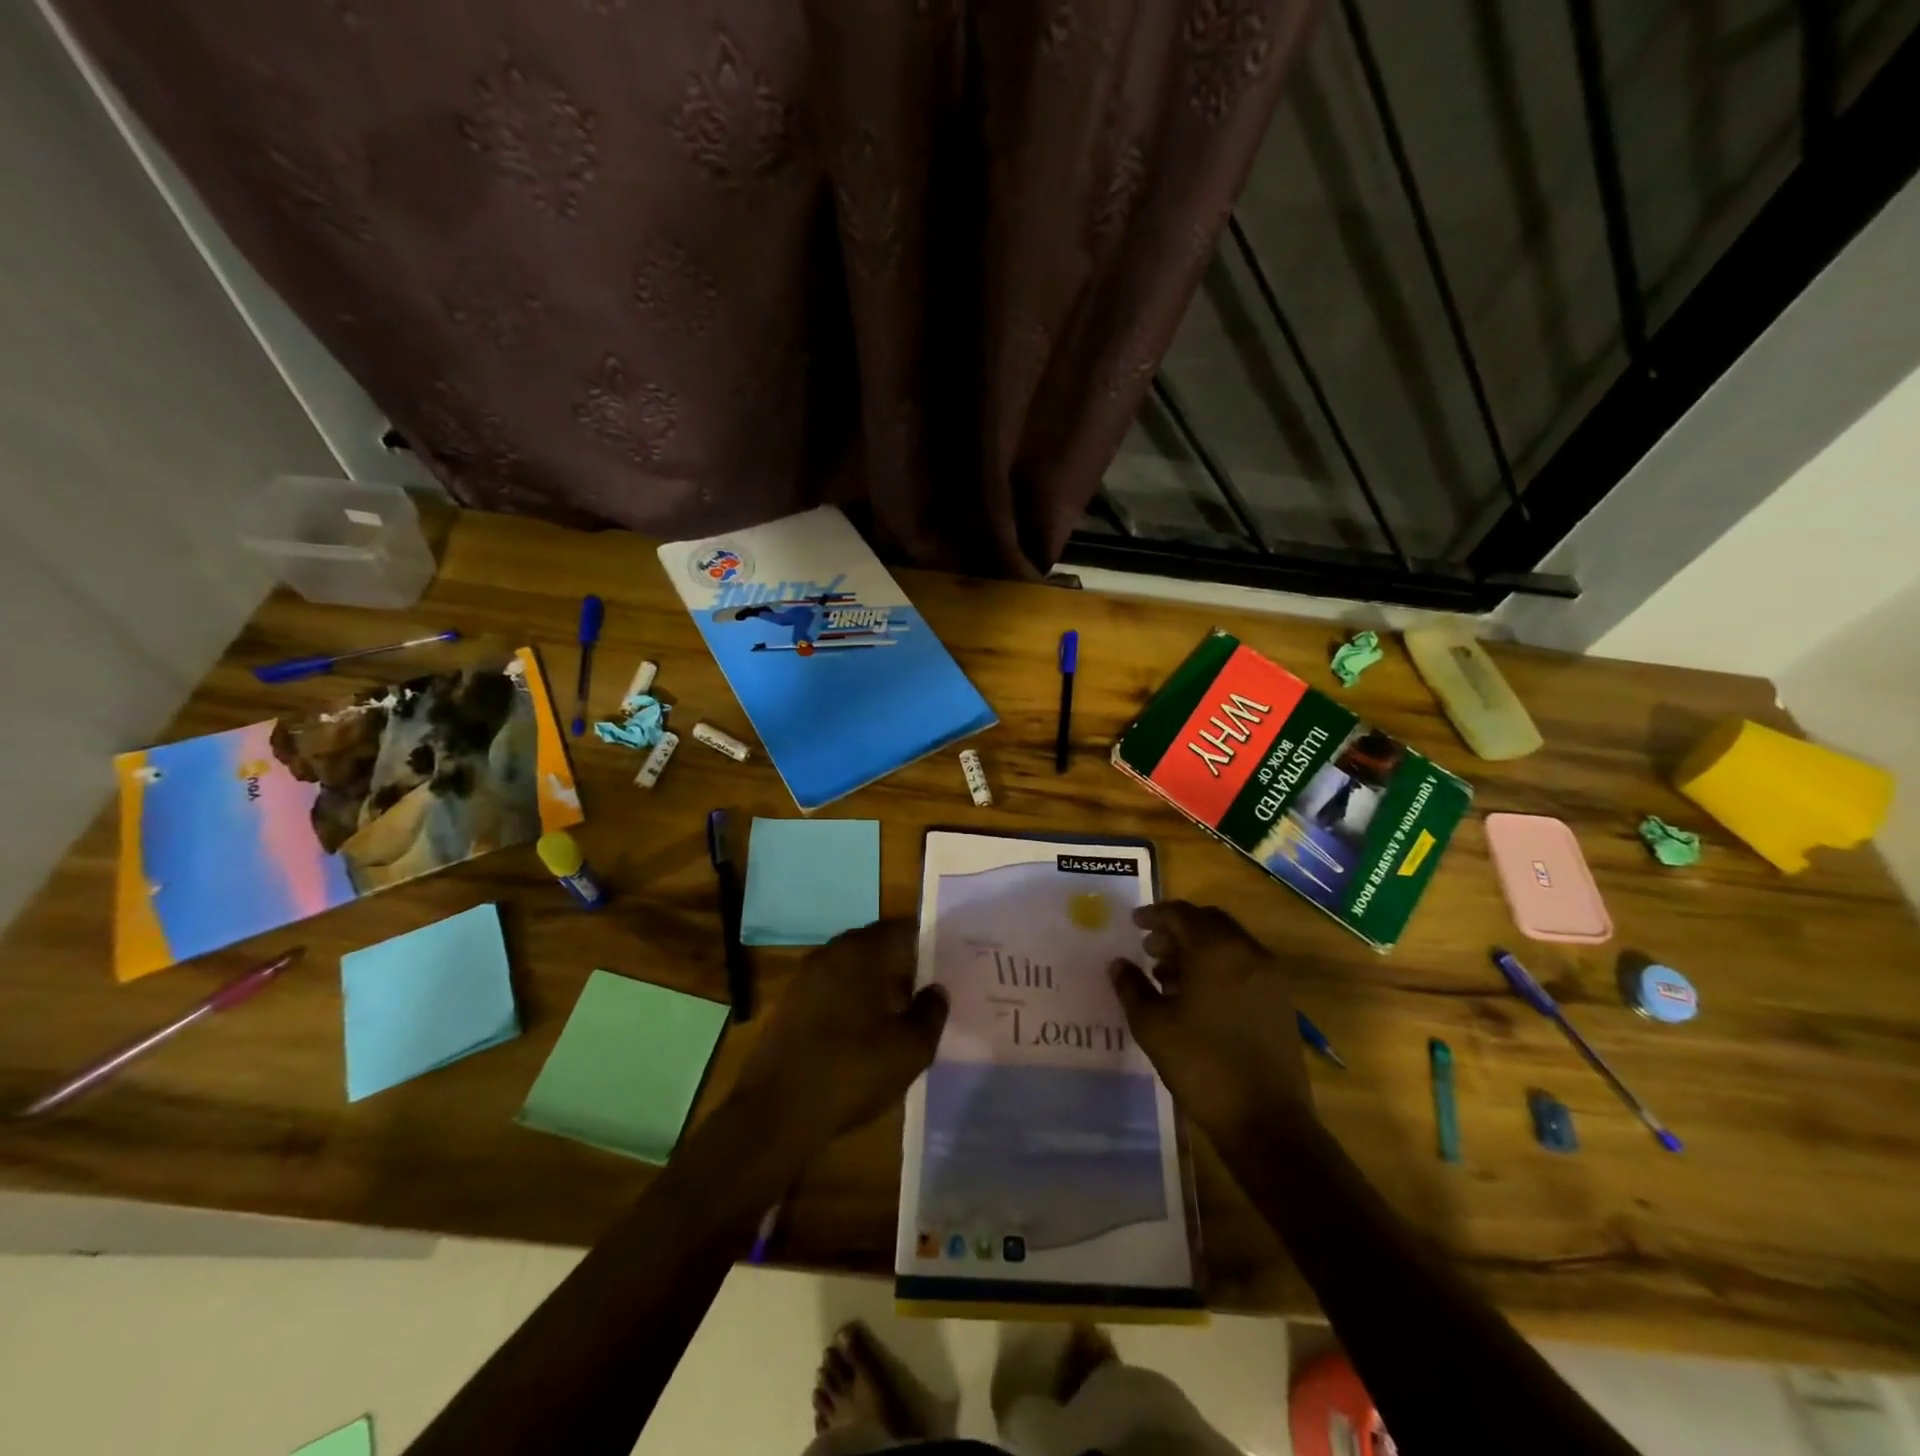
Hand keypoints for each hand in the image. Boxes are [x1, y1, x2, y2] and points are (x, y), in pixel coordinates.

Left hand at [727, 920, 947, 1156]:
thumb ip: (931, 1014)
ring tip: (899, 1016)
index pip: (903, 929)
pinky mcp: (790, 1004)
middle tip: (926, 991)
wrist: (776, 1112)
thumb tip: (936, 991)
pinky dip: (851, 1001)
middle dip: (902, 965)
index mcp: (863, 951)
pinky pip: (832, 989)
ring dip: (875, 985)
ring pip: (853, 968)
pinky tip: (863, 1033)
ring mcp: (806, 978)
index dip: (928, 944)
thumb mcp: (910, 1049)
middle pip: (876, 946)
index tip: (946, 965)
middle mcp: (832, 953)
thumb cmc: (852, 1070)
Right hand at [1110, 901, 1313, 1141]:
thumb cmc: (1202, 1064)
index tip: (1134, 923)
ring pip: (1228, 944)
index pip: (1182, 914)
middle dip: (1177, 930)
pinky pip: (1244, 965)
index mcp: (1216, 950)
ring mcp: (1270, 976)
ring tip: (1167, 976)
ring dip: (1198, 949)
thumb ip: (1132, 987)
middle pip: (1209, 923)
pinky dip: (1219, 967)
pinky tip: (1197, 997)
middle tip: (1150, 948)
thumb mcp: (1153, 1025)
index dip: (1154, 915)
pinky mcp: (1280, 1001)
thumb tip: (1118, 964)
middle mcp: (1248, 952)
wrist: (1266, 1120)